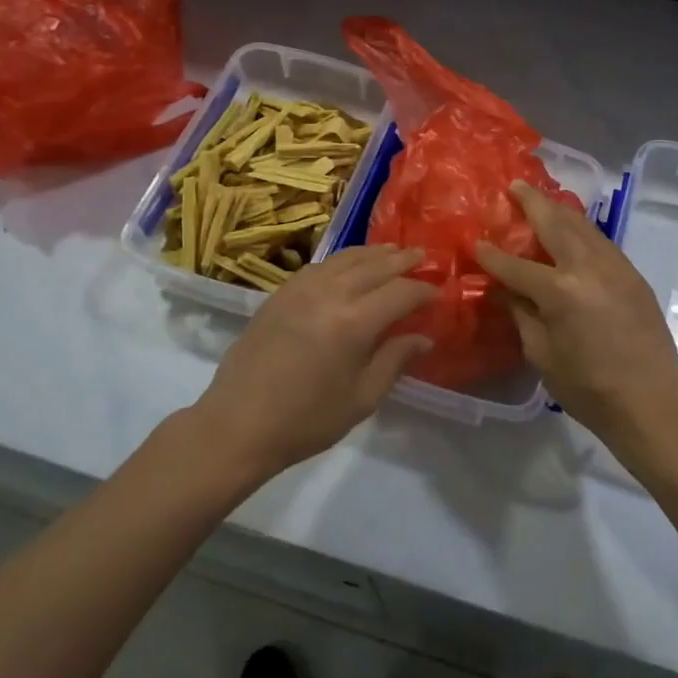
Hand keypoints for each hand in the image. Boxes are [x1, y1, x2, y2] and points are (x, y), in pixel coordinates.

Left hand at [189, 246, 435, 477]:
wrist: (238, 424)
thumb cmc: (306, 420)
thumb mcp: (362, 398)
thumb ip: (394, 360)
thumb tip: (423, 337)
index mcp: (354, 322)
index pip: (400, 293)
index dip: (423, 290)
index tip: (439, 292)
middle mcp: (330, 294)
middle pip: (374, 266)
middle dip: (402, 260)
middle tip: (423, 255)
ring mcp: (300, 289)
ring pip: (344, 258)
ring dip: (372, 253)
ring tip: (391, 252)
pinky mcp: (279, 294)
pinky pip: (318, 266)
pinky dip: (341, 260)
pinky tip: (348, 266)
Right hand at [475, 182, 677, 463]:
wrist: (652, 403)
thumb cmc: (589, 389)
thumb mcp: (542, 356)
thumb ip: (522, 315)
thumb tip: (505, 290)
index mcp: (560, 291)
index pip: (516, 265)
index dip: (492, 255)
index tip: (475, 242)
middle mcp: (588, 268)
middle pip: (555, 224)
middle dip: (532, 203)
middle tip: (515, 186)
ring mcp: (616, 268)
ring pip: (584, 226)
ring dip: (560, 210)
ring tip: (543, 200)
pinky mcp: (634, 276)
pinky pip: (602, 242)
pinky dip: (583, 230)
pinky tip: (574, 231)